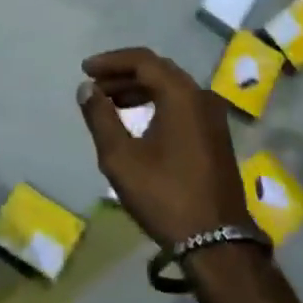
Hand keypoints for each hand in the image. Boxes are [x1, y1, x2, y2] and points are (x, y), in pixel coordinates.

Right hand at [76, 47, 252, 247]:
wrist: (217, 241)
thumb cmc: (165, 196)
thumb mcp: (121, 158)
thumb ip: (100, 117)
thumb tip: (87, 89)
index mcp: (181, 94)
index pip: (143, 60)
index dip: (111, 61)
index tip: (86, 70)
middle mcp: (201, 95)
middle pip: (158, 70)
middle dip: (123, 75)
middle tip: (95, 87)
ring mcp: (213, 115)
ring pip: (171, 87)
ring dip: (139, 89)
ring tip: (110, 103)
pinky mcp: (216, 134)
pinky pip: (182, 104)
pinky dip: (157, 103)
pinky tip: (138, 120)